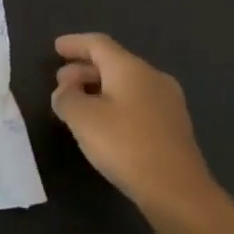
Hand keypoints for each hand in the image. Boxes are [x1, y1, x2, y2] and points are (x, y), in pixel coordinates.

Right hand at [51, 33, 218, 218]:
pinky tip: (105, 124)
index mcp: (130, 68)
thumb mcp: (84, 120)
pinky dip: (116, 103)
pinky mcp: (173, 125)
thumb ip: (67, 98)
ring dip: (99, 88)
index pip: (99, 44)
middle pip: (113, 62)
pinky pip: (138, 102)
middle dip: (84, 69)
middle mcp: (152, 76)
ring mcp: (167, 101)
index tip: (56, 47)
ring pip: (127, 83)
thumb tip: (65, 90)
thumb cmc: (126, 146)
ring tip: (78, 103)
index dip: (75, 43)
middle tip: (61, 82)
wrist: (177, 190)